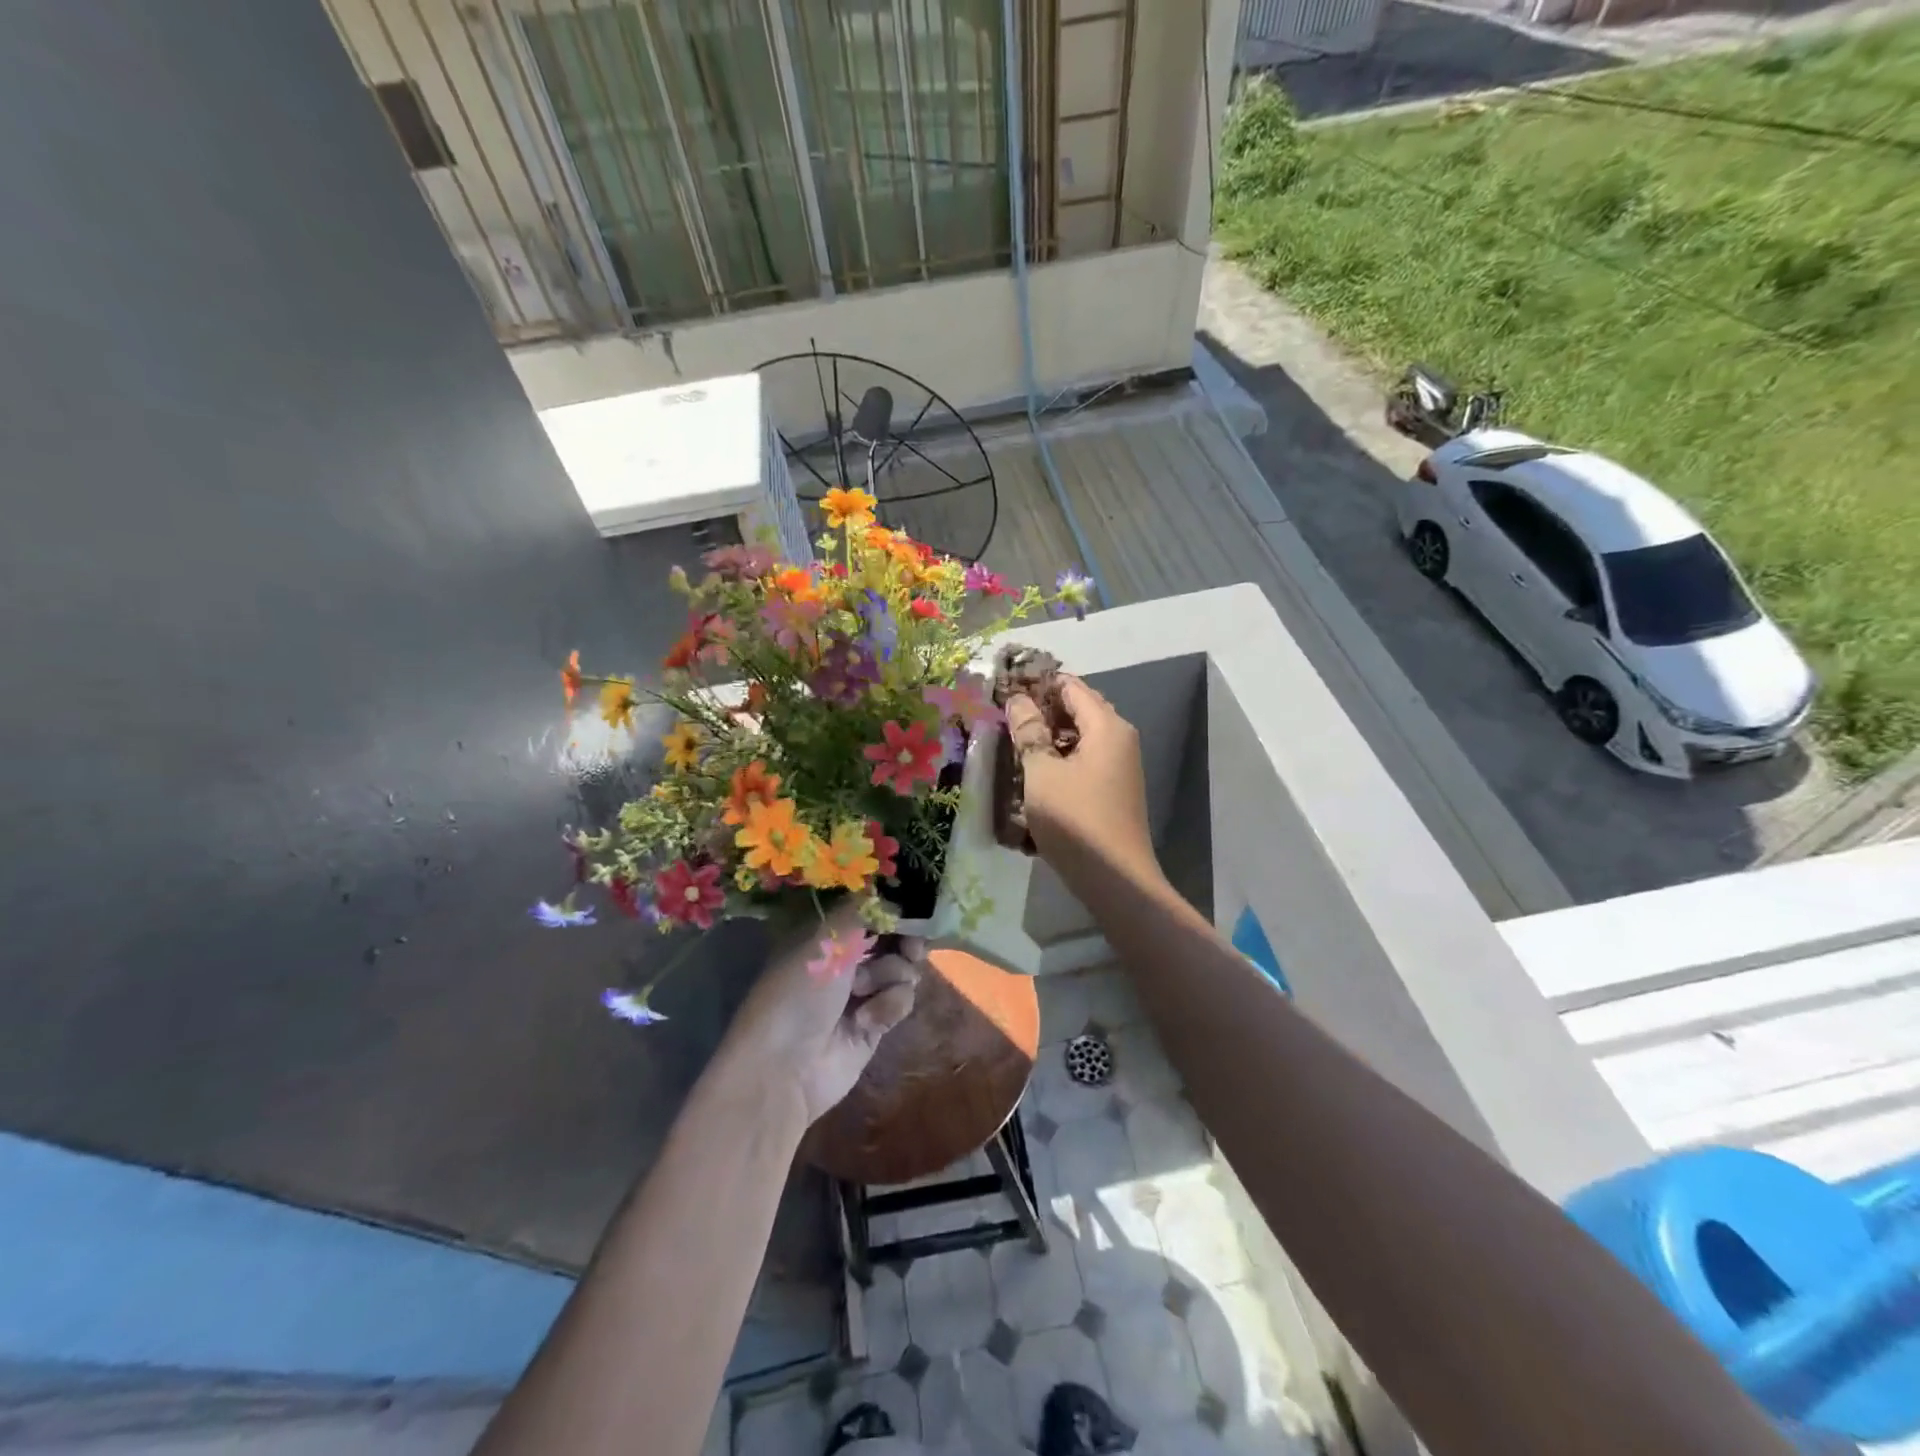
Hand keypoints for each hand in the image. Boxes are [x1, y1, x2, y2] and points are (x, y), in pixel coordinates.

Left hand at [717, 904, 921, 1125]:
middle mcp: (844, 958)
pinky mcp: (876, 1022)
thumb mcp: (826, 938)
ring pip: (902, 968)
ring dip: (890, 976)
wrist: (785, 1068)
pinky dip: (889, 1005)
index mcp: (825, 933)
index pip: (869, 908)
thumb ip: (864, 907)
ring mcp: (861, 991)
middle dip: (905, 940)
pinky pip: (901, 999)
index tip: (912, 908)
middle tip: (911, 949)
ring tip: (866, 991)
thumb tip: (891, 887)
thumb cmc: (798, 992)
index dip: (893, 907)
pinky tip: (868, 1020)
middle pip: (893, 937)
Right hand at [1005, 676, 1159, 885]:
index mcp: (1107, 726)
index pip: (1071, 687)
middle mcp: (1119, 738)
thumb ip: (1029, 732)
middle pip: (1078, 710)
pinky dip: (1061, 758)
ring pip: (1080, 737)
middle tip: (1005, 716)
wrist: (1115, 878)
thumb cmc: (1075, 819)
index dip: (1038, 684)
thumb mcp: (1042, 773)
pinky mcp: (1113, 789)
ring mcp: (1119, 765)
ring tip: (1014, 743)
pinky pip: (1084, 760)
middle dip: (1043, 710)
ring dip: (1049, 737)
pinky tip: (1035, 772)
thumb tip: (1017, 700)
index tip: (1005, 689)